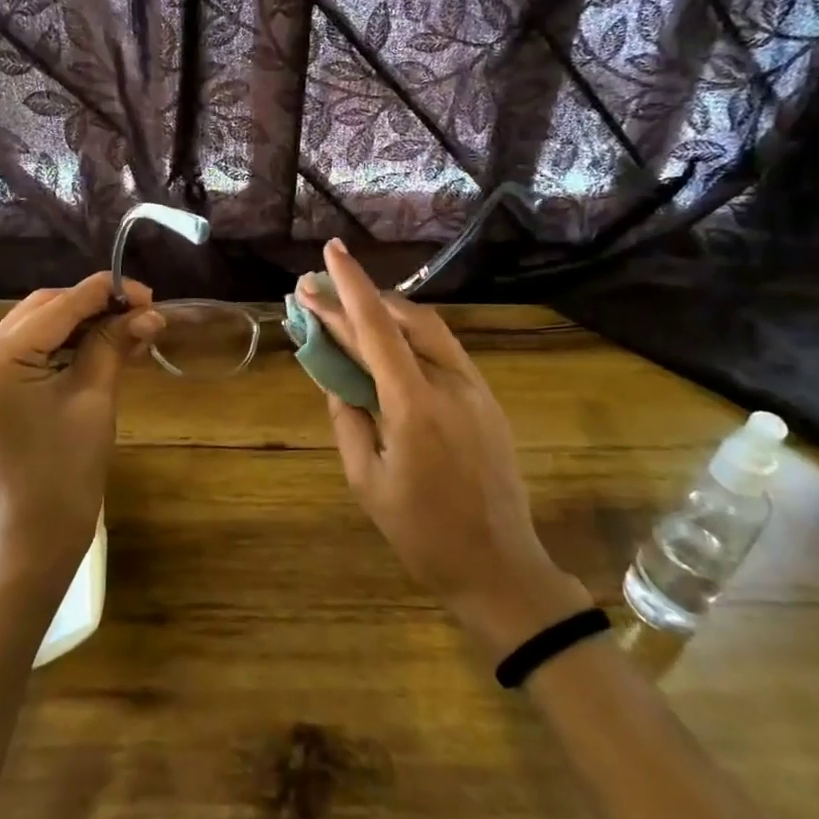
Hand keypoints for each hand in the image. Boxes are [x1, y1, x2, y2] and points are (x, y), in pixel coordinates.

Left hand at [0, 273, 162, 583]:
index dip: (104, 293)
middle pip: (44, 310)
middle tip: (140, 310)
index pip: (57, 307)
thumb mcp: (95, 396)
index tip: (146, 292)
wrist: (39, 532)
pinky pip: (31, 349)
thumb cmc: (68, 468)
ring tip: (129, 326)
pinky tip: (102, 343)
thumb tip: (149, 312)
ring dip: (82, 323)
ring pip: (39, 326)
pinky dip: (66, 344)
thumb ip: (115, 343)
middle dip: (93, 305)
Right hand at [296, 238, 591, 662]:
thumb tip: (334, 376)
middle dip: (357, 298)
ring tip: (349, 307)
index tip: (329, 251)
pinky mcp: (487, 399)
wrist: (499, 566)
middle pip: (401, 319)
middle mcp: (449, 383)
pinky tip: (387, 340)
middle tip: (318, 289)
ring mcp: (475, 388)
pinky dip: (409, 333)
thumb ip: (347, 419)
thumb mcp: (367, 480)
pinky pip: (443, 349)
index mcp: (414, 404)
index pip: (376, 328)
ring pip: (427, 328)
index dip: (349, 286)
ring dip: (385, 310)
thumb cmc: (422, 533)